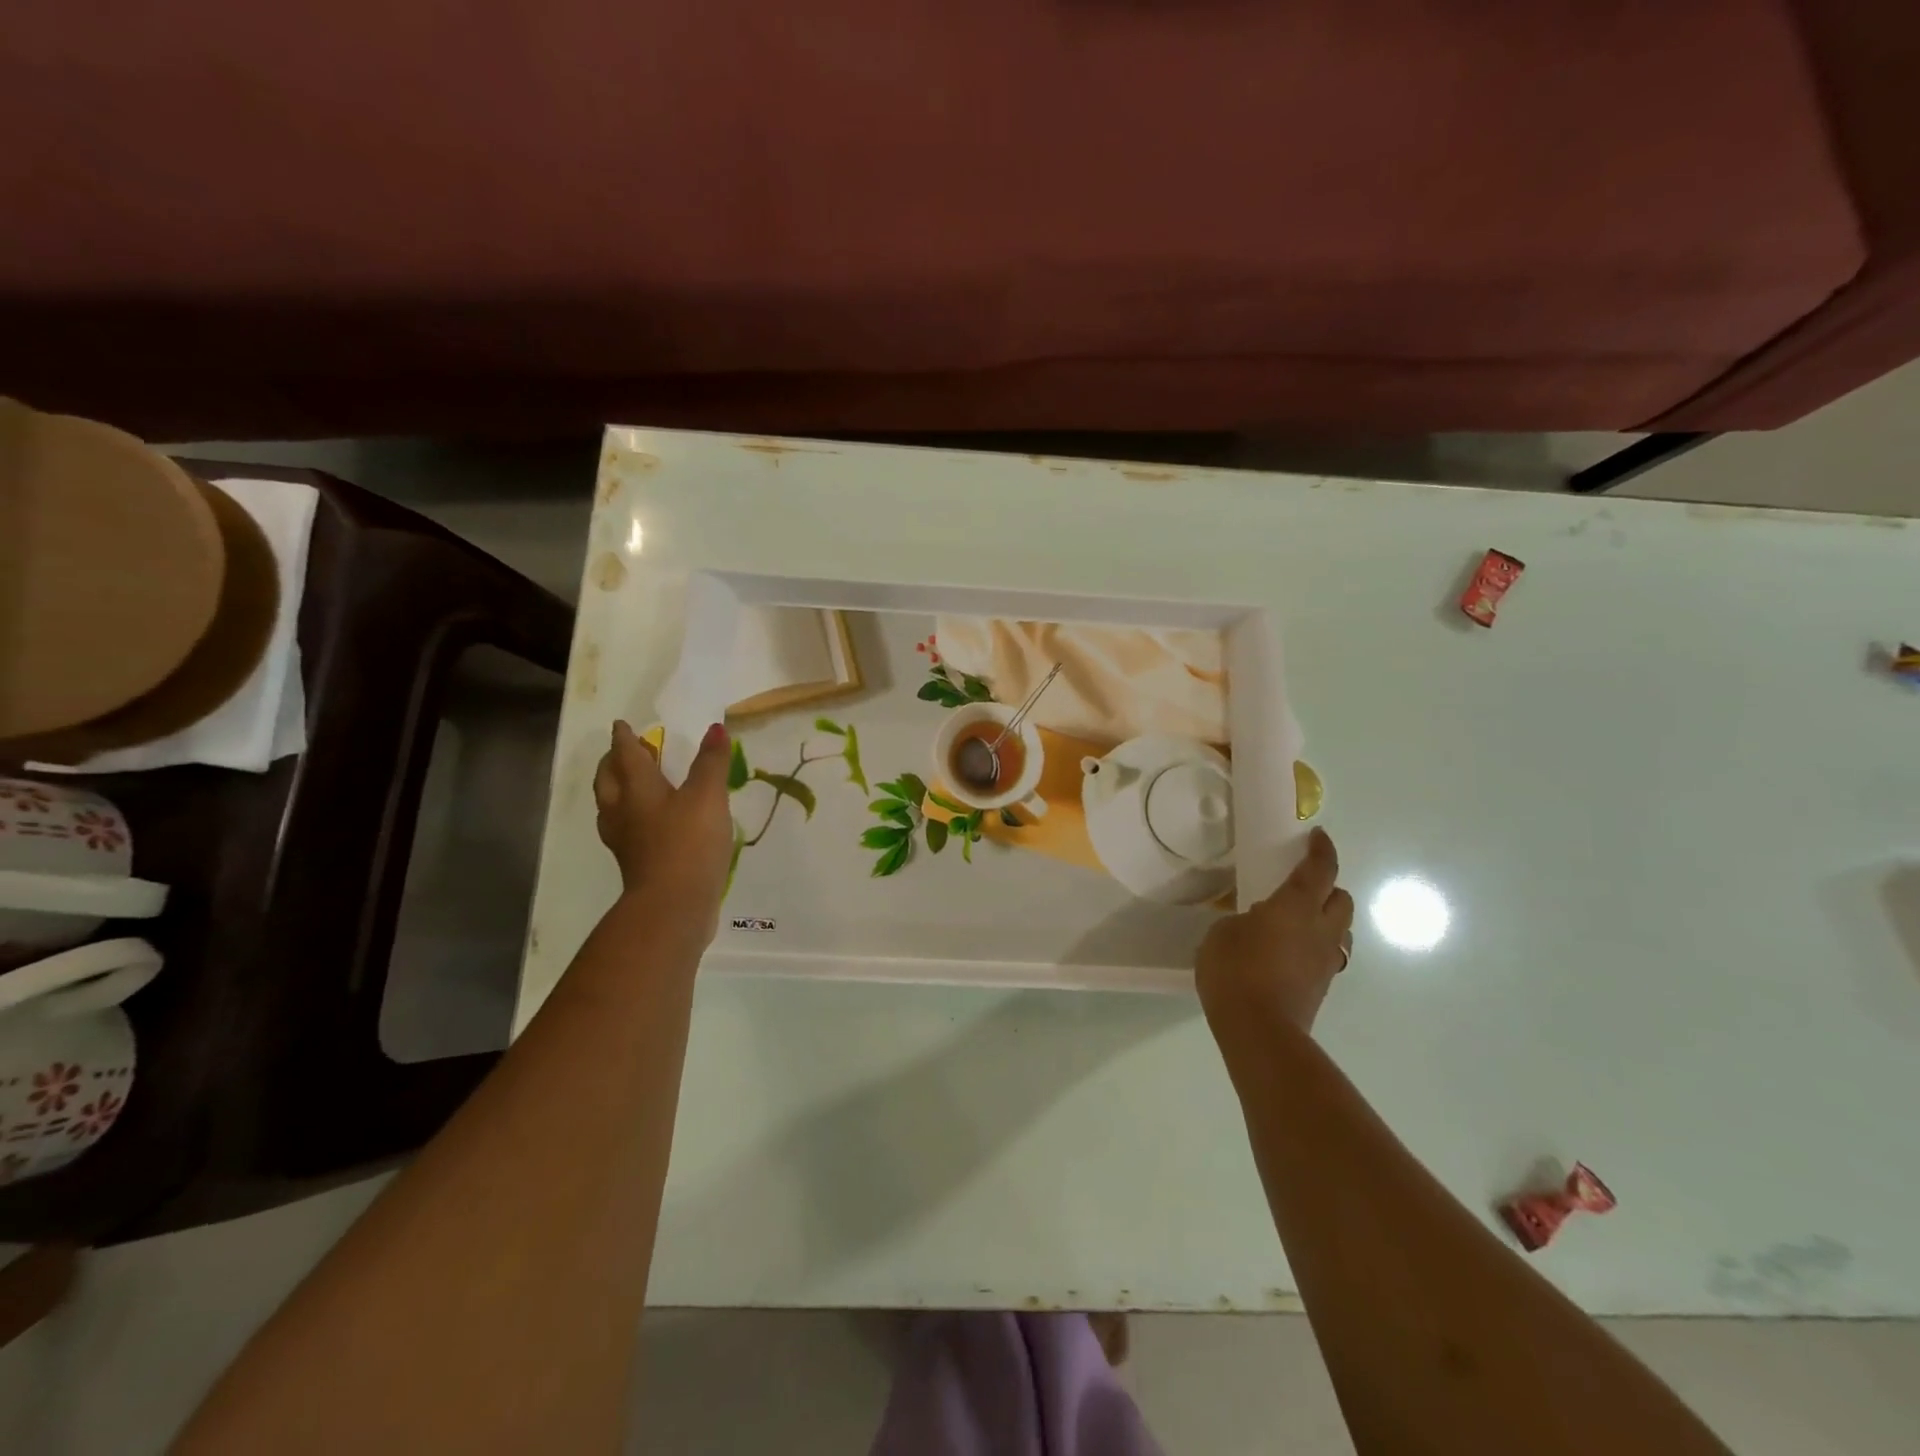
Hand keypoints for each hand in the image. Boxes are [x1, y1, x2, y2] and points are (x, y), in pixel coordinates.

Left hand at [593, 720, 734, 925]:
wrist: (673, 905)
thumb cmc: (688, 842)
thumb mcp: (708, 796)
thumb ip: (711, 762)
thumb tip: (714, 728)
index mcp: (638, 789)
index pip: (626, 755)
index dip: (625, 738)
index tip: (621, 726)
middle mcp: (624, 811)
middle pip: (608, 780)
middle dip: (612, 763)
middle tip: (621, 752)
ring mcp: (626, 841)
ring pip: (611, 807)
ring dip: (615, 790)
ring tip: (627, 785)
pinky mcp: (635, 864)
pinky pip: (624, 830)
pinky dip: (630, 818)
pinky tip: (646, 825)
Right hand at [1196, 827, 1354, 1036]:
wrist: (1260, 1031)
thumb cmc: (1235, 970)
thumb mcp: (1222, 933)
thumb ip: (1243, 920)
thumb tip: (1256, 924)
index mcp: (1296, 906)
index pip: (1320, 869)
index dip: (1322, 850)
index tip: (1317, 836)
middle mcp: (1321, 929)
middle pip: (1343, 899)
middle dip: (1328, 887)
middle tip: (1303, 886)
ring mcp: (1326, 961)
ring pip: (1342, 930)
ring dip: (1327, 919)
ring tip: (1298, 923)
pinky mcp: (1322, 987)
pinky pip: (1328, 956)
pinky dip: (1315, 947)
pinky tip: (1290, 954)